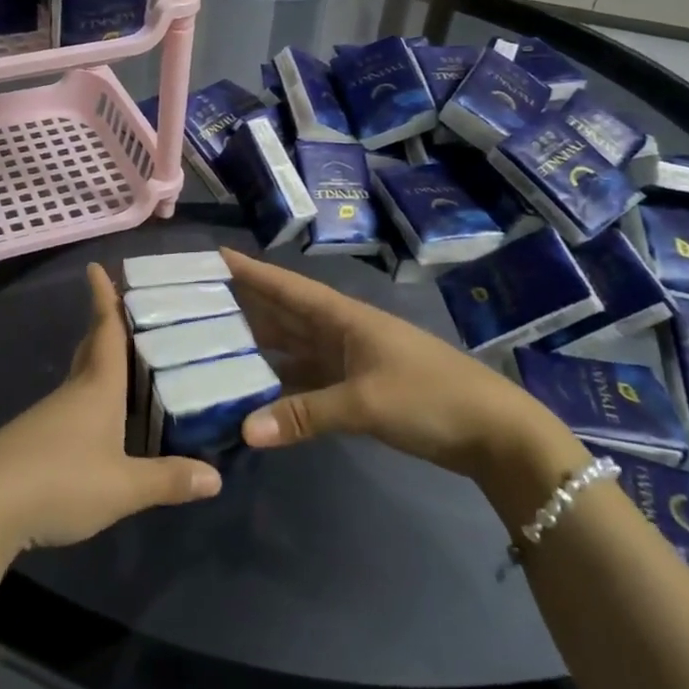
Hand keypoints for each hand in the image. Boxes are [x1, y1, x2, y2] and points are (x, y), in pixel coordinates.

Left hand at [0, 264, 221, 554]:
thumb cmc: (61, 480)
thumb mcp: (123, 487)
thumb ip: (168, 480)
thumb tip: (217, 477)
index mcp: (97, 388)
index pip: (104, 331)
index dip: (103, 298)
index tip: (96, 266)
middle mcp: (73, 392)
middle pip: (89, 348)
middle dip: (103, 324)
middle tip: (124, 307)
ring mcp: (49, 415)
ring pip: (80, 377)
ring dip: (99, 362)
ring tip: (126, 361)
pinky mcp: (35, 439)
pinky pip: (71, 405)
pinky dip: (90, 396)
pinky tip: (100, 418)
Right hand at [224, 248, 575, 483]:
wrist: (494, 432)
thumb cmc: (430, 397)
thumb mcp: (366, 403)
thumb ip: (304, 415)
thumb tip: (245, 430)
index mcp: (342, 317)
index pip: (285, 287)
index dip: (249, 271)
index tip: (212, 257)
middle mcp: (339, 331)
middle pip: (282, 314)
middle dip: (243, 306)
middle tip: (194, 304)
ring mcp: (348, 360)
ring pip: (292, 346)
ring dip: (258, 345)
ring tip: (211, 343)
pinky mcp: (357, 388)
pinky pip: (306, 379)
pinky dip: (280, 384)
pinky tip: (253, 391)